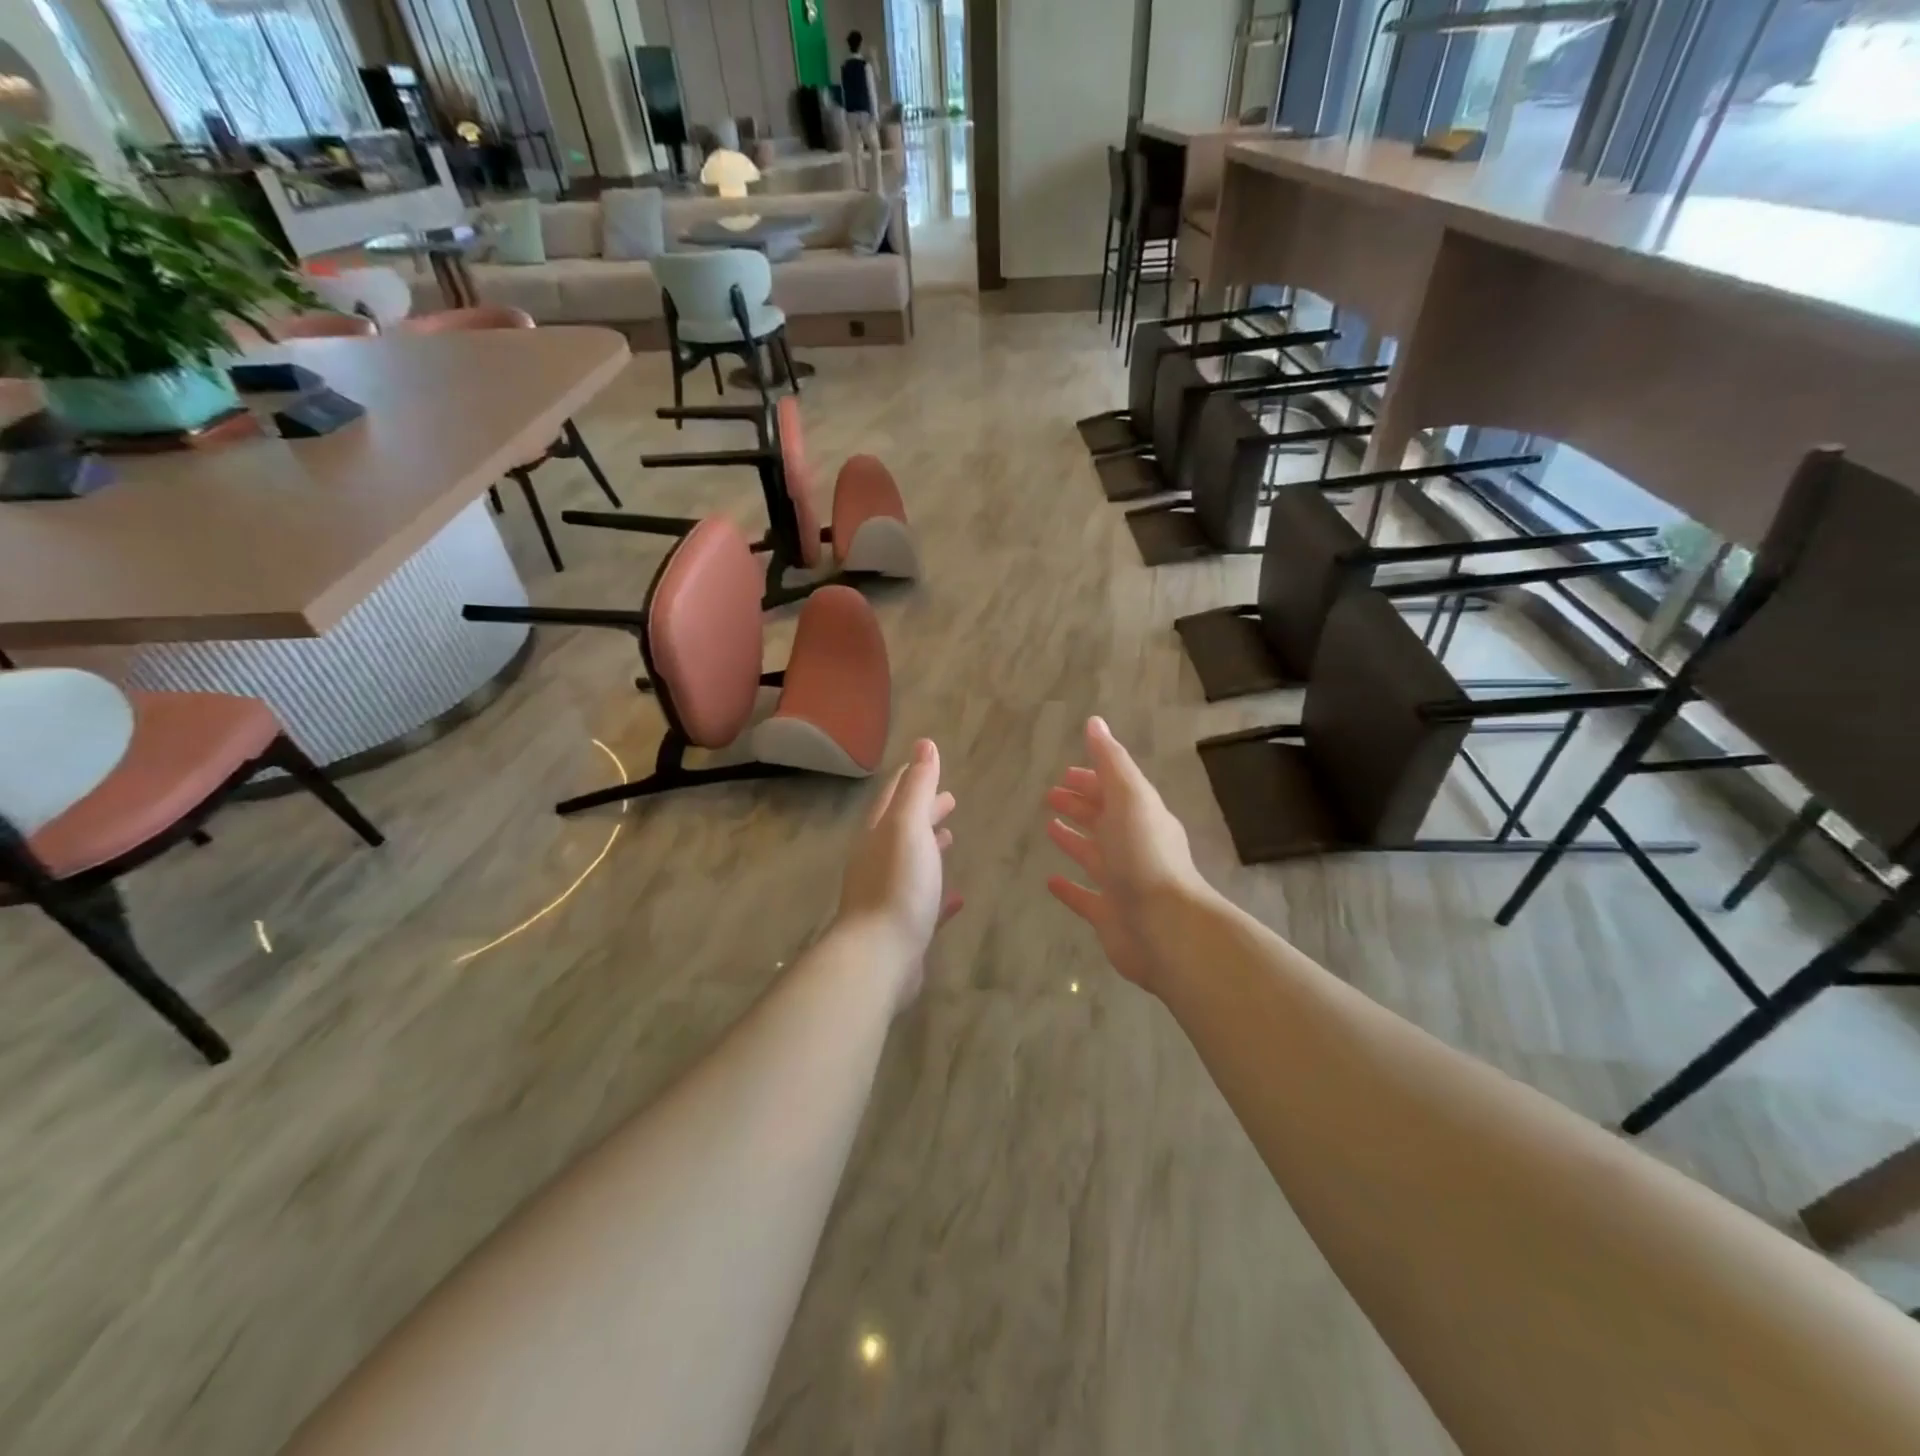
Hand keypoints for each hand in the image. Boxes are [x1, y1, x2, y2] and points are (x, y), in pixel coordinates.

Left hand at [834, 739, 962, 1008]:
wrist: (878, 956)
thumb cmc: (896, 884)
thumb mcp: (908, 826)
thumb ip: (917, 787)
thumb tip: (924, 744)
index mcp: (878, 834)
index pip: (893, 797)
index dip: (912, 779)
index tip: (929, 765)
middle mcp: (878, 861)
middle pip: (902, 828)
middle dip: (924, 811)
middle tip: (950, 800)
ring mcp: (889, 896)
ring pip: (911, 863)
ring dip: (929, 847)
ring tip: (951, 837)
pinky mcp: (903, 928)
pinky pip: (924, 903)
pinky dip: (939, 893)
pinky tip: (957, 896)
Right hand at [1045, 717, 1211, 993]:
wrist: (1164, 926)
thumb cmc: (1144, 855)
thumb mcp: (1130, 796)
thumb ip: (1111, 761)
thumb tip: (1095, 722)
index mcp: (1140, 816)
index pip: (1113, 790)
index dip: (1090, 779)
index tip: (1065, 772)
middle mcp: (1132, 846)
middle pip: (1102, 819)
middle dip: (1079, 804)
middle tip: (1050, 794)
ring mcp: (1121, 882)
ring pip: (1093, 854)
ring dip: (1073, 839)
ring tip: (1048, 827)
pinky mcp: (1108, 915)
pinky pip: (1084, 896)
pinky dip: (1068, 888)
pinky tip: (1049, 881)